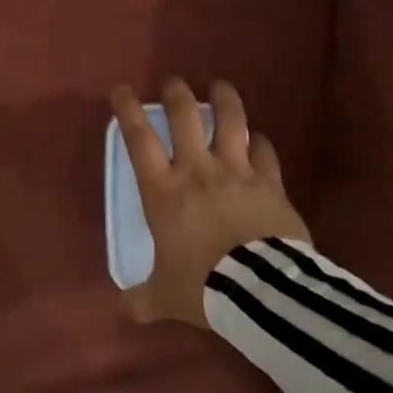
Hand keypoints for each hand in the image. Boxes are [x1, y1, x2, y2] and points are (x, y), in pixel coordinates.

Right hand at [110, 78, 308, 329]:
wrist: (261, 292)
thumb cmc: (202, 287)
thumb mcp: (164, 297)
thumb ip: (144, 299)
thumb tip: (127, 310)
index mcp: (163, 191)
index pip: (139, 139)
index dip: (128, 110)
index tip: (121, 90)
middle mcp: (198, 171)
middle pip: (186, 117)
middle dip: (177, 93)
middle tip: (174, 82)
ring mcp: (238, 174)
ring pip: (231, 122)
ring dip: (225, 100)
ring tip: (220, 86)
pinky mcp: (271, 185)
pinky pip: (266, 153)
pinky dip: (260, 142)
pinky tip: (259, 138)